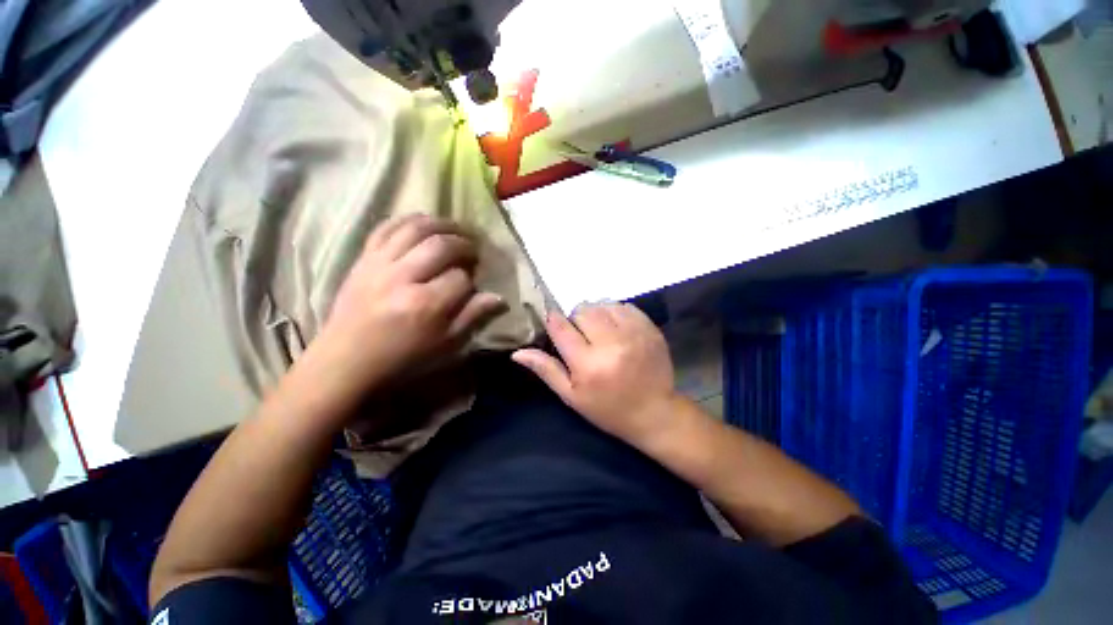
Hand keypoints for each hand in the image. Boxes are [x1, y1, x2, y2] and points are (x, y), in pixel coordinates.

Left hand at [318, 214, 505, 395]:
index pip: (461, 278)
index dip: (472, 279)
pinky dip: (407, 219)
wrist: (347, 361)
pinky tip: (424, 222)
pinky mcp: (363, 259)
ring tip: (456, 230)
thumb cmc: (403, 357)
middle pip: (441, 245)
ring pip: (415, 228)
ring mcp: (379, 264)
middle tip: (474, 250)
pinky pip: (385, 227)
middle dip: (464, 244)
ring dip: (442, 224)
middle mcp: (403, 277)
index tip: (473, 284)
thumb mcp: (446, 345)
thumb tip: (500, 298)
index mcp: (425, 304)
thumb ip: (473, 317)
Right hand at [512, 302, 679, 445]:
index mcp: (588, 364)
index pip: (561, 327)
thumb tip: (518, 353)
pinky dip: (615, 312)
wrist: (655, 412)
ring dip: (596, 313)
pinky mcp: (649, 328)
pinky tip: (616, 327)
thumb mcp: (572, 396)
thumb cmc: (608, 408)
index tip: (554, 323)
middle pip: (583, 310)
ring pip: (603, 304)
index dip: (554, 321)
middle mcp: (611, 343)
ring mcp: (633, 333)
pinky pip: (624, 306)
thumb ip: (546, 370)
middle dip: (576, 318)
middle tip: (580, 334)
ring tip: (599, 330)